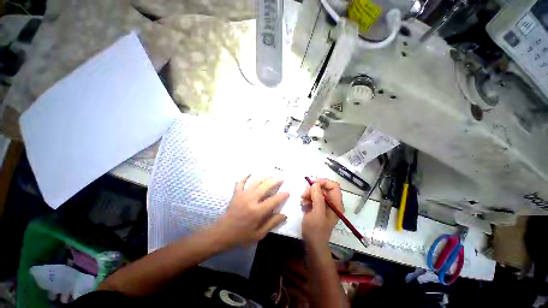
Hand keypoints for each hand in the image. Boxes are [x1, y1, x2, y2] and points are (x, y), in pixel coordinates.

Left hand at [212, 175, 288, 246]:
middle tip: (281, 178)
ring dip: (264, 177)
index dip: (282, 195)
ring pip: (255, 182)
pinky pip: (240, 182)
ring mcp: (242, 195)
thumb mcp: (259, 234)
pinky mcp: (236, 194)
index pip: (273, 200)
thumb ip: (272, 223)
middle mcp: (251, 200)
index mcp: (257, 211)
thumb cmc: (241, 236)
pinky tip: (249, 172)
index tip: (288, 191)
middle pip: (265, 186)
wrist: (222, 233)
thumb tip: (284, 215)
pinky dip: (245, 176)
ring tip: (270, 175)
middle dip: (275, 181)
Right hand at [301, 179, 342, 247]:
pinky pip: (313, 197)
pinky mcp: (318, 207)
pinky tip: (303, 203)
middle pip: (324, 188)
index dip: (323, 182)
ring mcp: (325, 205)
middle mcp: (332, 203)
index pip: (334, 186)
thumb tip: (316, 184)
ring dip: (309, 194)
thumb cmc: (316, 230)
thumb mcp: (316, 213)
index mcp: (336, 204)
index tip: (312, 183)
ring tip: (302, 200)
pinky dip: (307, 198)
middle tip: (304, 194)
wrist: (313, 244)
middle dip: (313, 189)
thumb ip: (318, 197)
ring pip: (317, 192)